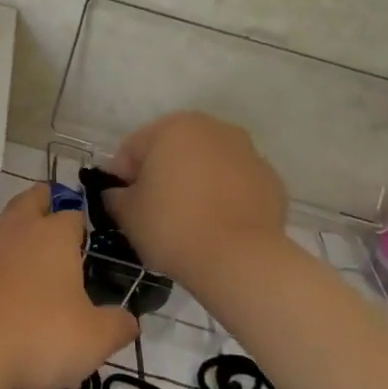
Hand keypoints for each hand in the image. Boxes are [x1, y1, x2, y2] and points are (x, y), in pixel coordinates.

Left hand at [0, 184, 138, 388]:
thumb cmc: (36, 334)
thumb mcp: (92, 339)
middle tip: (51, 213)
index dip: (81, 225)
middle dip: (42, 203)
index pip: (72, 215)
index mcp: (53, 236)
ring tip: (26, 260)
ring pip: (0, 228)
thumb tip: (130, 320)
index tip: (87, 240)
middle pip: (29, 201)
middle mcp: (14, 231)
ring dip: (13, 236)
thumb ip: (117, 326)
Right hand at [104, 112, 292, 287]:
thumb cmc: (173, 227)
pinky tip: (217, 226)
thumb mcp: (127, 213)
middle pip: (173, 150)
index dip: (122, 177)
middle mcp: (213, 129)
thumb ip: (115, 196)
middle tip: (153, 211)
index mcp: (173, 128)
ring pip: (207, 164)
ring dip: (194, 183)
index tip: (122, 205)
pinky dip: (224, 197)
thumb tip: (119, 193)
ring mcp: (248, 153)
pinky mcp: (271, 181)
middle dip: (161, 174)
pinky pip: (235, 184)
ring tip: (188, 220)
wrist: (241, 260)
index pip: (132, 149)